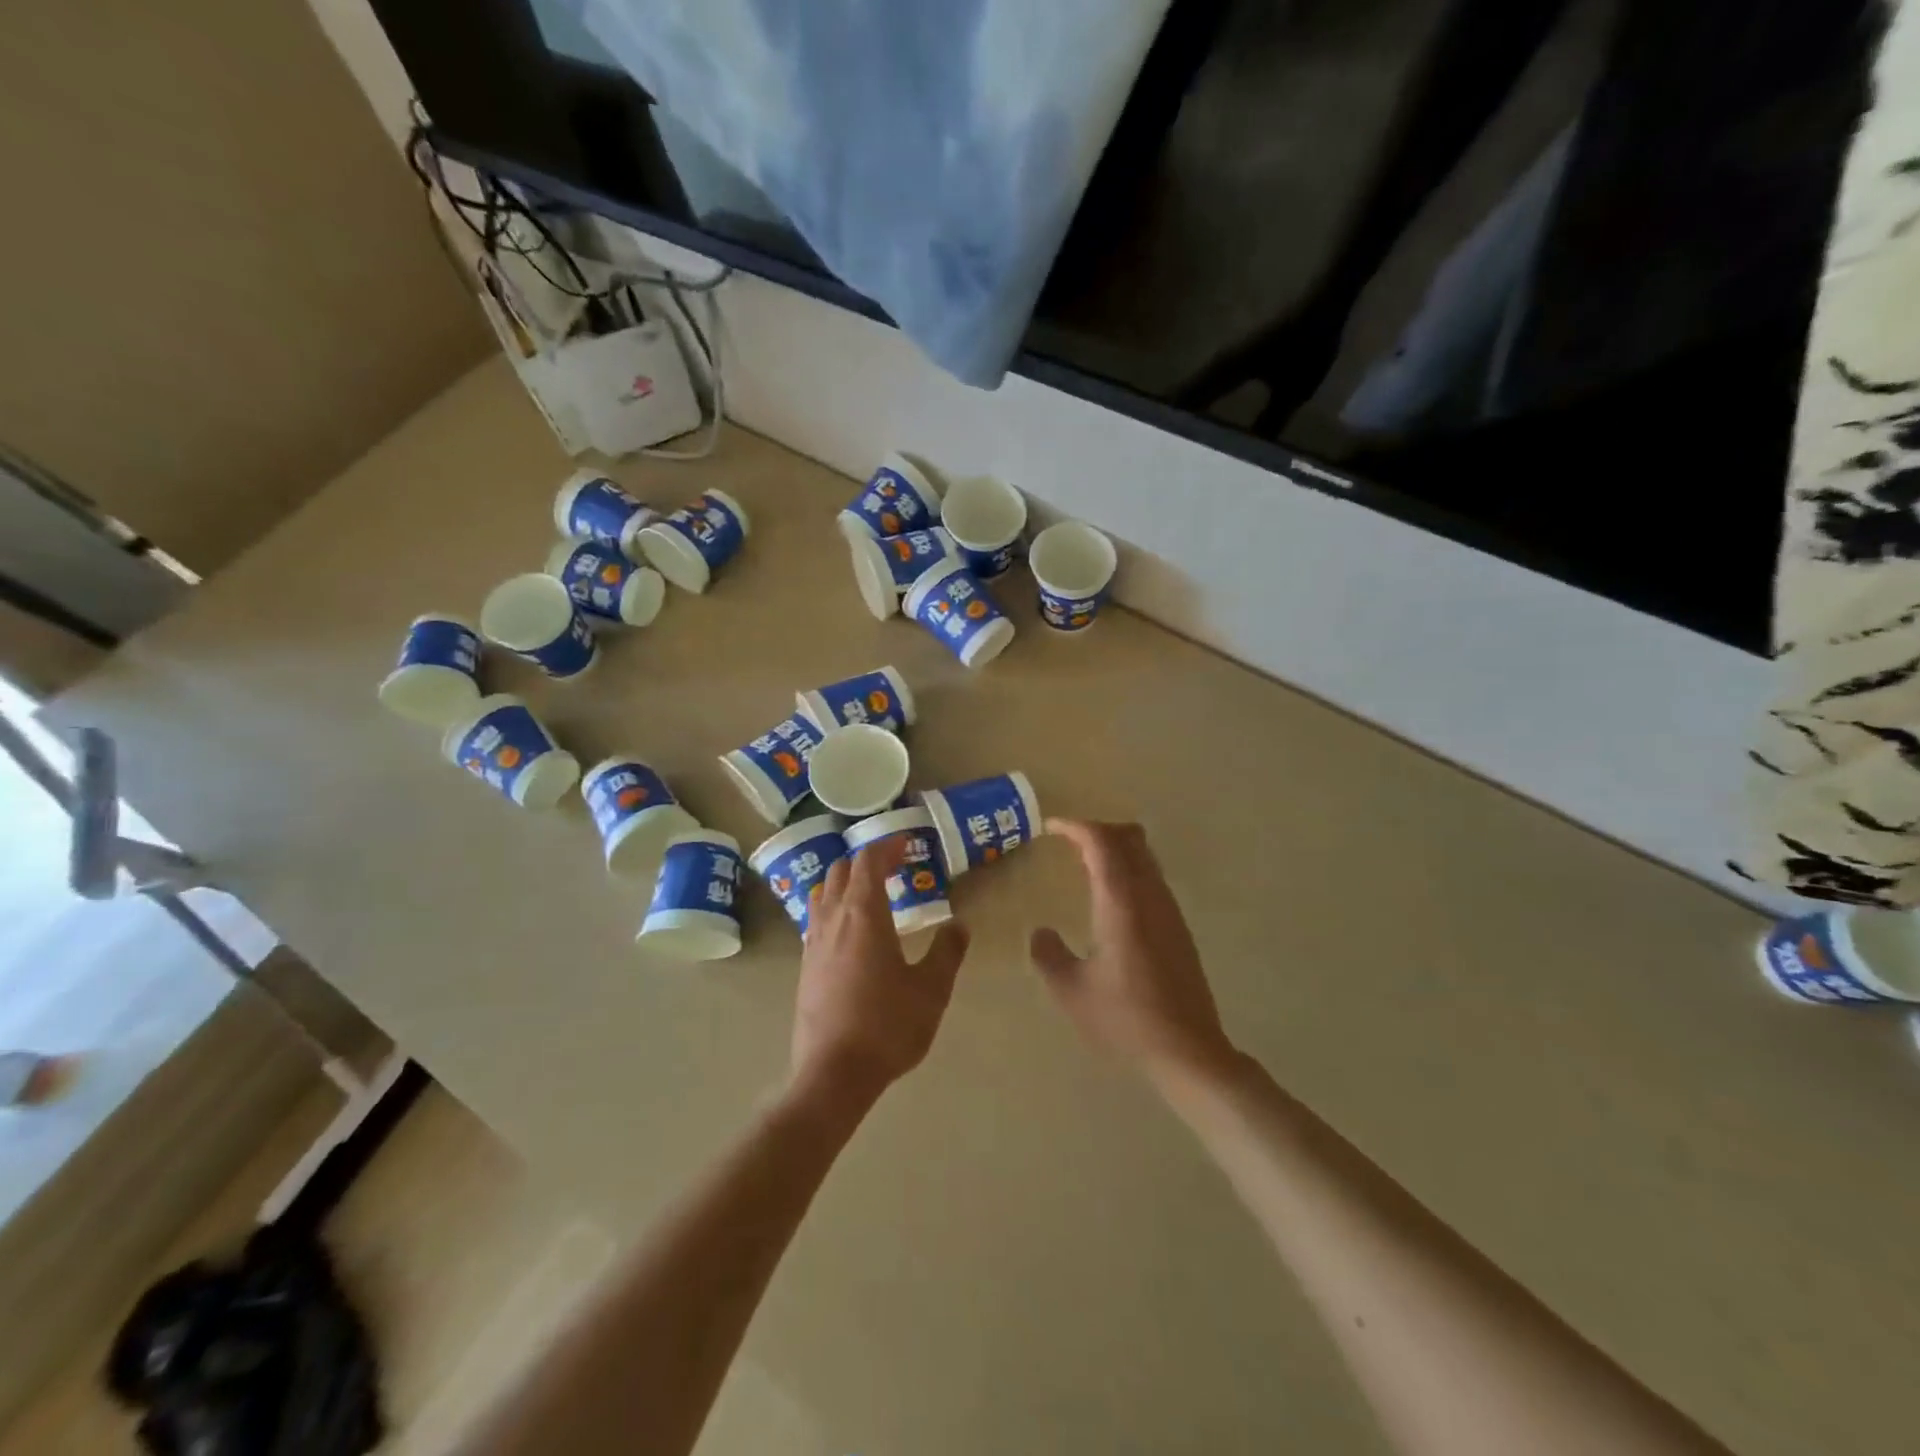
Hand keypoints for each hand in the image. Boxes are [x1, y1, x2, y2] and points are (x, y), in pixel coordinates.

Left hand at [791, 838, 969, 1106]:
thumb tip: (959, 925)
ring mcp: (813, 943)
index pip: (868, 862)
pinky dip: (834, 909)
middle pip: (840, 871)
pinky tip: (851, 933)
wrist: (833, 1074)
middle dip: (865, 861)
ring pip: (823, 894)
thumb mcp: (931, 989)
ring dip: (845, 883)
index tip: (908, 845)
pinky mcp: (805, 967)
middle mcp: (832, 919)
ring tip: (870, 895)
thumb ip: (947, 952)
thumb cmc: (887, 1026)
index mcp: (863, 914)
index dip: (887, 846)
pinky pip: (817, 920)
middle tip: (893, 868)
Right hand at [1031, 819, 1236, 1087]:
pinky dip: (1128, 869)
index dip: (1076, 826)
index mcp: (1121, 903)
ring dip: (1116, 848)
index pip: (1101, 843)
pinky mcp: (1178, 927)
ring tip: (1086, 864)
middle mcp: (1149, 896)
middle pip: (1129, 838)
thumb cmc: (1125, 1019)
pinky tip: (1112, 898)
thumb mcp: (1071, 991)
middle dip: (1098, 830)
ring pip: (1145, 856)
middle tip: (1069, 841)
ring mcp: (1168, 910)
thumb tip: (1041, 932)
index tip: (1052, 827)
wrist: (1188, 1050)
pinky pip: (1152, 877)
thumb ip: (1048, 956)